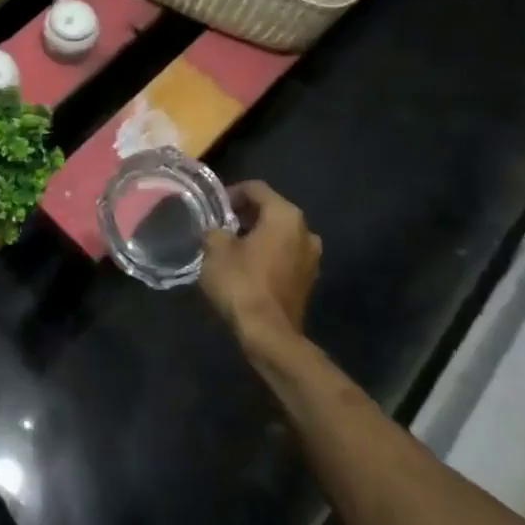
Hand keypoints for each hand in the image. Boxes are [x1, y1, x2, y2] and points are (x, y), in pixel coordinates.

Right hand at [200, 181, 319, 347]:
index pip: (256, 189)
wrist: (269, 335)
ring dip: (256, 236)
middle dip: (245, 215)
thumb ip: (214, 230)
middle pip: (270, 210)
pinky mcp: (308, 280)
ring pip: (279, 234)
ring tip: (230, 247)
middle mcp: (305, 230)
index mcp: (285, 215)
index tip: (212, 206)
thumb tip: (216, 229)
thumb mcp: (215, 249)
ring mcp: (311, 257)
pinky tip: (246, 267)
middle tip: (219, 226)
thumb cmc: (241, 282)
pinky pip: (284, 255)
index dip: (231, 192)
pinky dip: (267, 255)